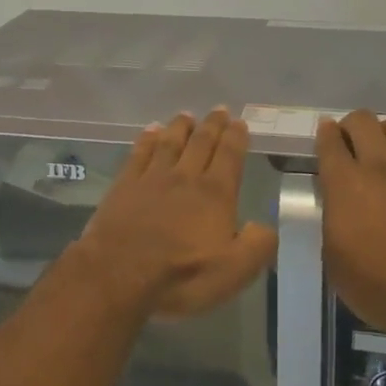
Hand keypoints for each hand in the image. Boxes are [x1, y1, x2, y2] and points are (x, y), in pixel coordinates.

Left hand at [75, 108, 278, 318]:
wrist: (119, 273)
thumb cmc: (180, 275)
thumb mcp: (233, 271)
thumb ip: (256, 246)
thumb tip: (266, 226)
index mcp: (215, 194)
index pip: (229, 156)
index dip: (236, 138)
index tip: (239, 122)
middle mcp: (186, 177)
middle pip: (202, 143)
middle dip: (213, 125)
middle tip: (219, 109)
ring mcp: (152, 177)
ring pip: (171, 142)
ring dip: (181, 126)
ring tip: (187, 115)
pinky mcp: (125, 184)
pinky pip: (140, 153)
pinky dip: (148, 138)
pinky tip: (151, 130)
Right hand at [316, 111, 385, 348]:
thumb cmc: (379, 289)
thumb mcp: (334, 260)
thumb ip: (332, 220)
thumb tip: (337, 203)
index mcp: (345, 184)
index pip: (329, 140)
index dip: (326, 133)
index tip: (327, 137)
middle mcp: (379, 166)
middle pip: (363, 120)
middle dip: (354, 126)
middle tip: (354, 144)